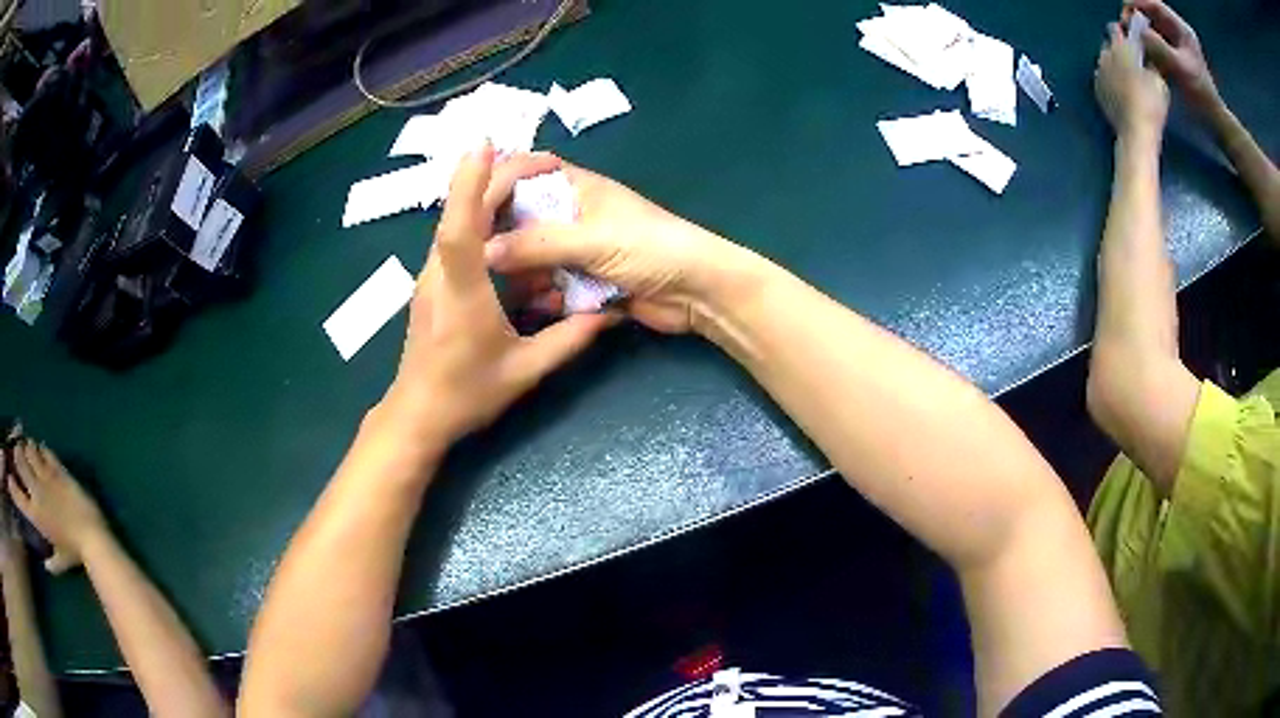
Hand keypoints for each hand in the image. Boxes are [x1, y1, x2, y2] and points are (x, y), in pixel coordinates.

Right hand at [5, 440, 107, 574]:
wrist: (91, 537)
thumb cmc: (74, 553)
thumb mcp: (61, 562)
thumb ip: (52, 564)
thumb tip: (47, 567)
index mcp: (35, 515)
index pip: (18, 496)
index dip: (12, 486)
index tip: (9, 479)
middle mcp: (36, 491)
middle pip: (20, 461)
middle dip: (17, 454)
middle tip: (18, 453)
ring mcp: (46, 477)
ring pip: (30, 451)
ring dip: (28, 448)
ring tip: (28, 448)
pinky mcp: (58, 469)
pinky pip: (47, 452)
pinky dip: (42, 449)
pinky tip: (41, 449)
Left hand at [378, 146, 613, 451]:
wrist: (417, 415)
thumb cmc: (466, 395)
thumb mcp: (524, 372)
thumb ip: (568, 341)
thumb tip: (607, 316)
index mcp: (462, 293)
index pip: (461, 229)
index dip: (470, 183)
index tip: (484, 145)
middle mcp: (439, 275)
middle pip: (458, 212)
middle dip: (492, 176)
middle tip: (539, 162)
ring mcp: (429, 277)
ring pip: (454, 222)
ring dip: (483, 193)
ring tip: (525, 179)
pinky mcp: (430, 283)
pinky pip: (453, 239)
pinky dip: (476, 216)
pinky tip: (503, 217)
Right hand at [485, 162, 748, 334]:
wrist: (697, 292)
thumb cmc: (650, 248)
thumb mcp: (592, 239)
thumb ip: (537, 243)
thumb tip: (483, 252)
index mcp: (576, 187)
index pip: (525, 172)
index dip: (496, 184)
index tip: (468, 212)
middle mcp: (571, 215)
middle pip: (521, 219)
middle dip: (502, 238)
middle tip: (478, 259)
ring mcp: (578, 250)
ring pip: (533, 257)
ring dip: (523, 273)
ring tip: (510, 288)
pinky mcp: (586, 282)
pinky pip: (551, 285)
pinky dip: (544, 296)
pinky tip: (542, 306)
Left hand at [1095, 22, 1169, 140]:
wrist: (1136, 130)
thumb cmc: (1151, 103)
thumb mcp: (1159, 81)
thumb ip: (1152, 64)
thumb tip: (1148, 58)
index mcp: (1120, 47)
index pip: (1116, 29)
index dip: (1124, 34)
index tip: (1133, 44)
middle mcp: (1105, 54)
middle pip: (1109, 45)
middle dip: (1119, 50)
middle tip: (1133, 64)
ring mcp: (1099, 71)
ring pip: (1105, 60)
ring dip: (1114, 65)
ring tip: (1127, 79)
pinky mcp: (1097, 88)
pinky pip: (1102, 77)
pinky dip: (1110, 80)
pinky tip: (1121, 91)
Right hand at [1125, 0, 1219, 112]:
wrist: (1216, 122)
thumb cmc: (1202, 97)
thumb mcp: (1180, 69)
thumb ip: (1158, 46)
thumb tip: (1137, 31)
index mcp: (1182, 29)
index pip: (1155, 5)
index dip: (1138, 4)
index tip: (1126, 14)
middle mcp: (1179, 31)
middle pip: (1153, 14)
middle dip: (1139, 20)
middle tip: (1129, 30)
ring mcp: (1179, 43)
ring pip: (1154, 27)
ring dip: (1143, 32)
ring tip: (1134, 42)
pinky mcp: (1177, 54)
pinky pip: (1159, 41)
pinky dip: (1150, 44)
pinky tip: (1145, 53)